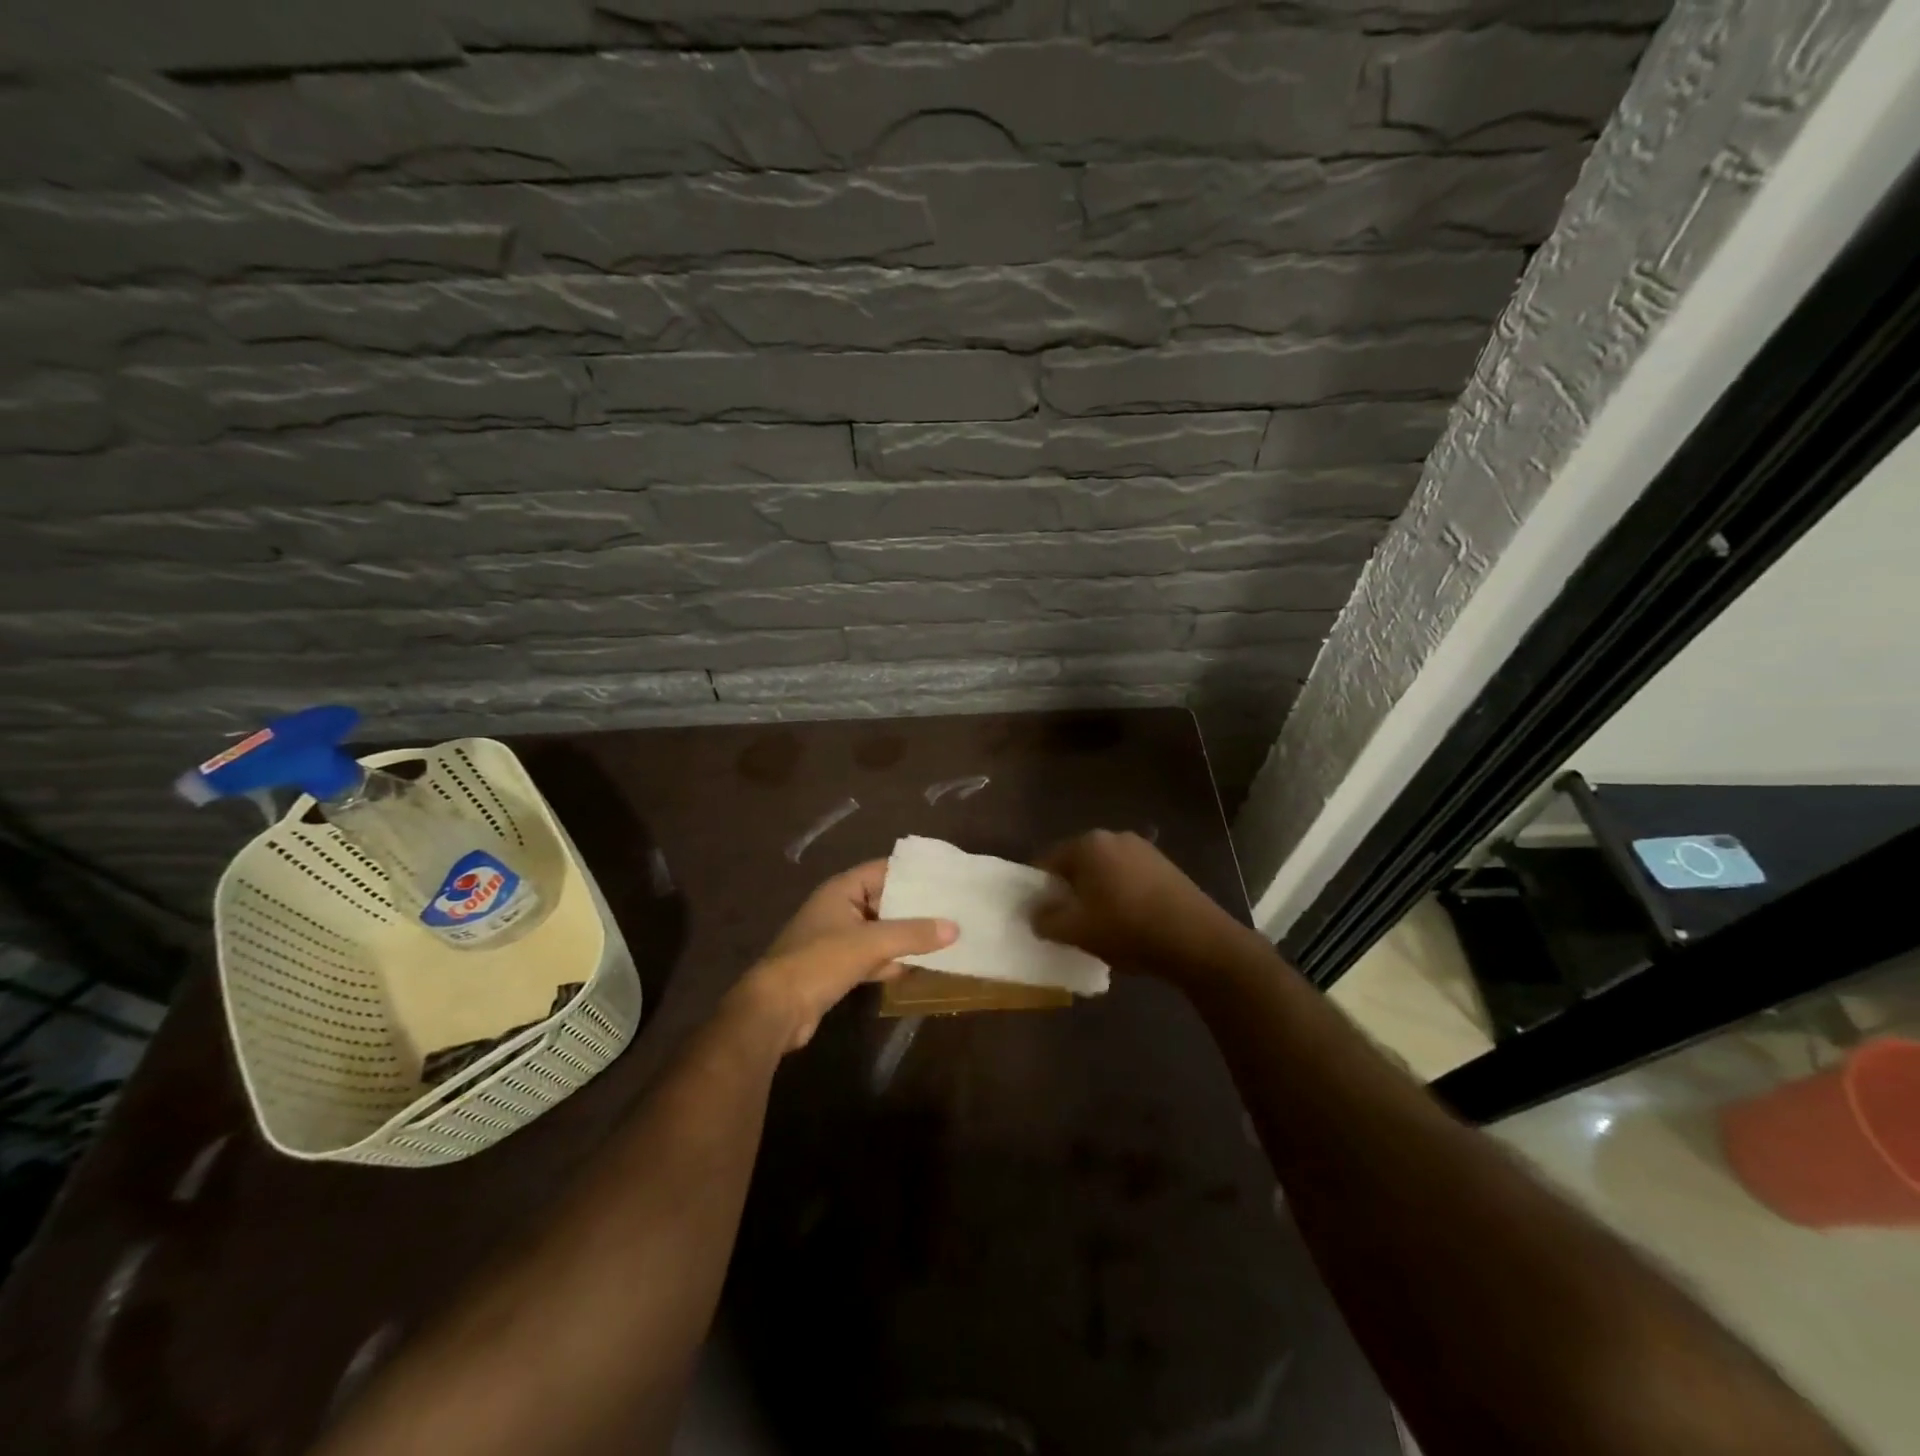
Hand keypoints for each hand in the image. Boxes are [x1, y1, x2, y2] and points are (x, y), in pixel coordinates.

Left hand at [730, 860, 955, 1051]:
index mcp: (841, 890)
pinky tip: (918, 967)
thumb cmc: (819, 962)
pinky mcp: (837, 968)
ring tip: (945, 937)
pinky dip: (892, 961)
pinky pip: (872, 957)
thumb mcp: (870, 943)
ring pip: (880, 932)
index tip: (945, 877)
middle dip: (915, 908)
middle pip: (884, 901)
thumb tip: (954, 927)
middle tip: (953, 909)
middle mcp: (839, 908)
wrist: (775, 1010)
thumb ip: (912, 934)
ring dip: (906, 937)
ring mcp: (837, 939)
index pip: (883, 870)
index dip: (913, 873)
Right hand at [1032, 830, 1251, 983]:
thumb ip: (1046, 919)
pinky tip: (1129, 922)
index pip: (1047, 860)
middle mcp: (1114, 836)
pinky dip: (1121, 894)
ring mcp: (1144, 848)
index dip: (1039, 889)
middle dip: (1069, 890)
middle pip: (1077, 863)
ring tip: (1100, 925)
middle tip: (1069, 922)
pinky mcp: (1165, 865)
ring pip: (1105, 871)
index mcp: (1088, 844)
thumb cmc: (1127, 928)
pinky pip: (1129, 877)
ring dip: (1096, 893)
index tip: (1041, 915)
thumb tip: (1036, 912)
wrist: (1196, 939)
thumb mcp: (1076, 930)